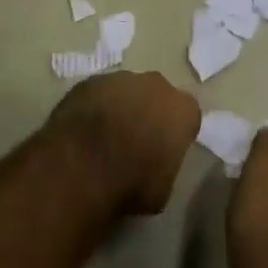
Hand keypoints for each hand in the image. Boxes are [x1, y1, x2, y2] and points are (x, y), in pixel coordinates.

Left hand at [40, 71, 199, 216]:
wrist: (80, 169)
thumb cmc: (131, 183)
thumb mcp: (163, 189)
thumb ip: (165, 166)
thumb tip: (154, 165)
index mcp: (182, 110)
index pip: (187, 116)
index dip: (175, 133)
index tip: (164, 150)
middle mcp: (155, 85)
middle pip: (157, 95)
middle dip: (149, 112)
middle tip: (135, 140)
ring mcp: (119, 79)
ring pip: (125, 91)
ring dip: (120, 107)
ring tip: (104, 137)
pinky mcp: (88, 82)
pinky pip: (97, 94)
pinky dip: (93, 108)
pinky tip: (83, 131)